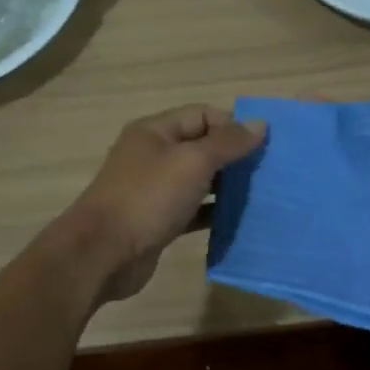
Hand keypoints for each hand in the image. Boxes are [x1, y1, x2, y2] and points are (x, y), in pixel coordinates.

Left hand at [65, 104, 266, 303]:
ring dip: (226, 186)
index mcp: (155, 131)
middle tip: (267, 171)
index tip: (264, 146)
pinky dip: (213, 212)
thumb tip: (260, 124)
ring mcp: (154, 190)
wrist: (103, 254)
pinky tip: (238, 220)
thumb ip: (227, 143)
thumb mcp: (192, 163)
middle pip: (201, 146)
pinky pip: (193, 209)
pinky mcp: (158, 220)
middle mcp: (153, 155)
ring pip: (198, 180)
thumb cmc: (148, 198)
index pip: (202, 114)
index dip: (233, 125)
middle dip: (233, 156)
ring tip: (260, 194)